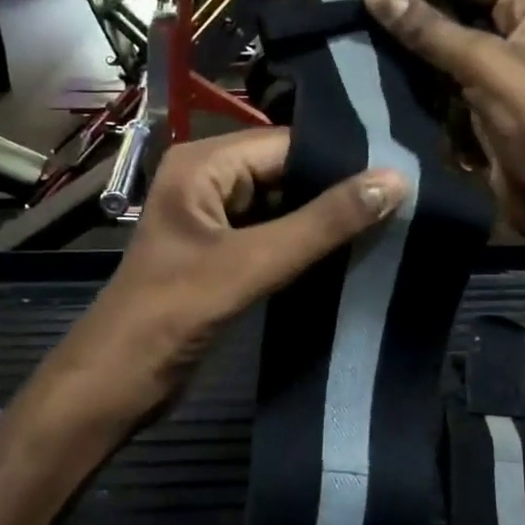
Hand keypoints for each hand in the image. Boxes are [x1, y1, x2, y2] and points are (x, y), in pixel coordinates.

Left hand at [56, 128, 407, 424]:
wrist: (119, 382)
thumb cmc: (173, 312)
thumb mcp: (252, 262)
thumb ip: (323, 223)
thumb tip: (396, 179)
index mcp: (202, 163)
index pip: (287, 143)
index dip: (341, 158)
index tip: (403, 170)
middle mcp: (207, 181)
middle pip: (286, 172)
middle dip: (337, 189)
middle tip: (406, 200)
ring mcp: (214, 221)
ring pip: (283, 207)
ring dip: (326, 221)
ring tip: (393, 223)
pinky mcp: (222, 257)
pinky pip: (274, 238)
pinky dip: (306, 247)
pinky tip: (352, 253)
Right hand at [363, 0, 524, 246]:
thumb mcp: (486, 68)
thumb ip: (431, 30)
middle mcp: (518, 28)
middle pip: (457, 0)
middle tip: (362, 1)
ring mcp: (498, 67)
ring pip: (446, 38)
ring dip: (410, 35)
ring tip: (364, 29)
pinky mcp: (481, 101)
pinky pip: (442, 74)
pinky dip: (416, 70)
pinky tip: (383, 67)